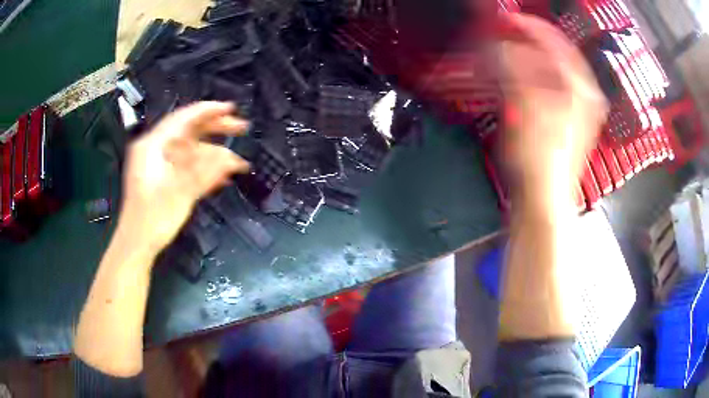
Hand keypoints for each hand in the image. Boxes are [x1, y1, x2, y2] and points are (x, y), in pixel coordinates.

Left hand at [119, 101, 249, 254]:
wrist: (137, 244)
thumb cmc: (152, 218)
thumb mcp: (178, 192)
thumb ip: (203, 172)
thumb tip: (228, 156)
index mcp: (153, 146)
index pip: (184, 119)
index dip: (209, 111)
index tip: (232, 108)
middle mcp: (156, 149)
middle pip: (189, 131)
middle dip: (216, 129)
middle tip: (241, 128)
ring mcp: (159, 163)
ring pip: (190, 149)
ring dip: (214, 154)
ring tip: (237, 162)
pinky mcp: (164, 177)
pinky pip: (186, 165)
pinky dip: (203, 167)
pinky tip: (221, 176)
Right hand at [499, 13, 607, 207]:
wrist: (545, 197)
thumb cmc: (540, 160)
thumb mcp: (524, 109)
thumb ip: (514, 71)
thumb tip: (502, 48)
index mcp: (579, 90)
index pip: (556, 43)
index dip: (530, 28)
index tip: (509, 20)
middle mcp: (583, 96)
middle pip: (556, 53)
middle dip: (528, 41)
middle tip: (507, 34)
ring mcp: (577, 108)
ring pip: (552, 69)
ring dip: (529, 58)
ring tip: (509, 53)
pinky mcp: (566, 119)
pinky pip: (550, 86)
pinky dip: (532, 76)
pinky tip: (519, 77)